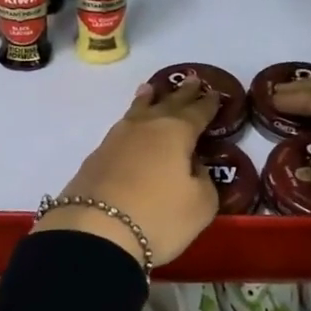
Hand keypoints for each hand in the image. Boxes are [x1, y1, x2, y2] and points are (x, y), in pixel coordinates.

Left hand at [36, 81, 223, 267]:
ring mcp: (117, 138)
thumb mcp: (200, 205)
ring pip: (138, 110)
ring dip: (148, 100)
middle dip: (182, 94)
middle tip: (192, 80)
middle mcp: (146, 126)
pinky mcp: (97, 156)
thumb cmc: (158, 216)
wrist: (95, 230)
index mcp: (176, 132)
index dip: (208, 104)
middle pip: (167, 104)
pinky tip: (130, 125)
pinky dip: (132, 120)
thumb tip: (193, 165)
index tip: (215, 94)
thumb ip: (204, 180)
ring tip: (152, 89)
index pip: (197, 112)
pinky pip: (122, 129)